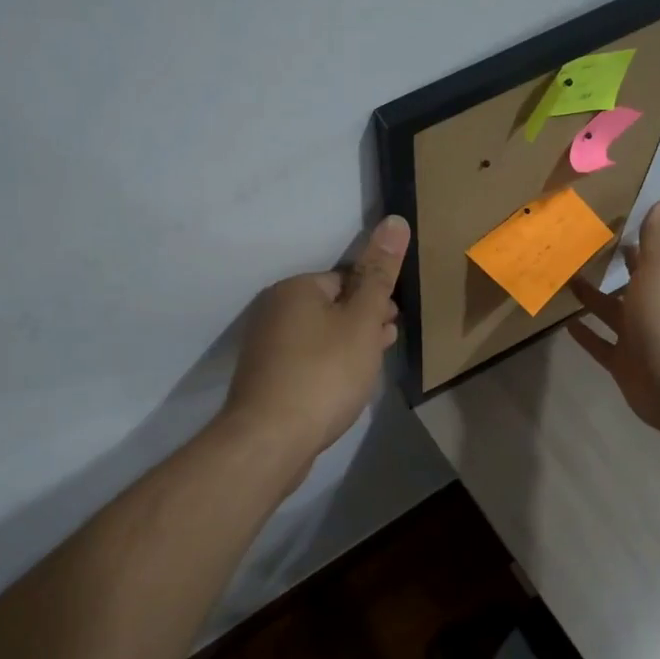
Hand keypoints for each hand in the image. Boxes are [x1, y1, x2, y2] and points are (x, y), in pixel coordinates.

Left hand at [221, 215, 409, 467]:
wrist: (271, 438)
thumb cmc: (324, 373)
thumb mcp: (362, 320)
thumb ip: (379, 273)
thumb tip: (395, 219)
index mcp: (295, 288)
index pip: (346, 280)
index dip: (374, 301)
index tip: (392, 326)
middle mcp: (273, 310)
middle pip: (332, 308)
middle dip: (362, 325)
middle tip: (384, 348)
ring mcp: (265, 347)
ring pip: (319, 337)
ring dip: (347, 347)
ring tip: (367, 371)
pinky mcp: (265, 379)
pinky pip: (306, 362)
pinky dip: (327, 369)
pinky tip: (340, 390)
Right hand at [567, 199, 659, 434]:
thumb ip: (657, 239)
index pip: (650, 259)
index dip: (632, 246)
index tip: (605, 231)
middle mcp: (656, 309)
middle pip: (630, 286)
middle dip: (610, 272)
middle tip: (577, 255)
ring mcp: (639, 338)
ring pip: (612, 314)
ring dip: (592, 300)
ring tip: (565, 284)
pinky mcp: (623, 363)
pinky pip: (601, 345)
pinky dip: (586, 335)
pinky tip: (566, 325)